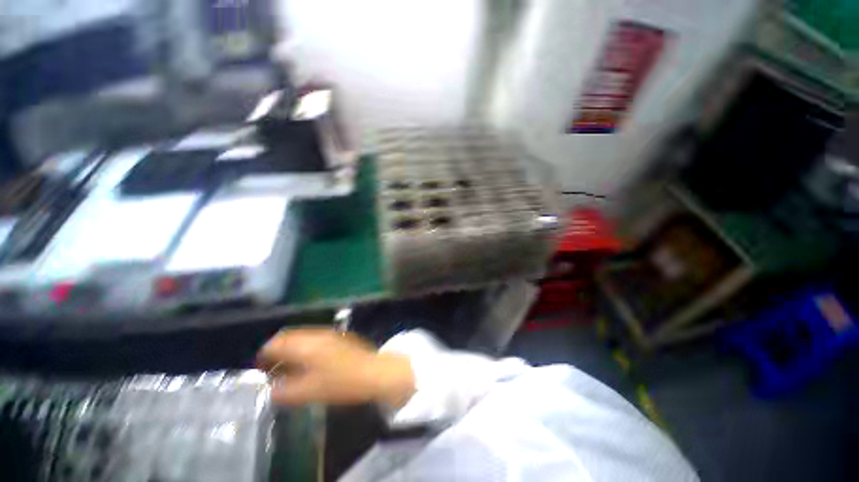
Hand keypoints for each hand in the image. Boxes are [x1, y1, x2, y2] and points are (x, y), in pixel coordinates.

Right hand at [256, 328, 415, 407]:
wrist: (374, 372)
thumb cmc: (341, 383)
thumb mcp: (309, 392)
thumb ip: (285, 392)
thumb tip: (271, 390)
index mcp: (307, 345)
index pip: (277, 342)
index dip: (264, 354)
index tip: (259, 367)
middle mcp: (317, 334)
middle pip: (289, 336)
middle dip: (277, 349)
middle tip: (271, 367)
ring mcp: (330, 333)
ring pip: (303, 336)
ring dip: (291, 348)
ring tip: (287, 366)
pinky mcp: (340, 337)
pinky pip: (315, 338)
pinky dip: (305, 347)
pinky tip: (308, 362)